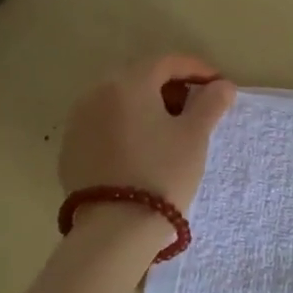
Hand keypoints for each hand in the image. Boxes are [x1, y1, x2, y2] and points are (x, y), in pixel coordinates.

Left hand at [60, 55, 236, 242]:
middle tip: (197, 107)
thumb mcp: (195, 136)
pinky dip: (127, 126)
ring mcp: (78, 121)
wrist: (115, 230)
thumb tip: (222, 85)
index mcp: (128, 83)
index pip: (167, 62)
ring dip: (148, 106)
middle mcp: (96, 93)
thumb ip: (210, 103)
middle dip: (171, 87)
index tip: (219, 86)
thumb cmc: (162, 173)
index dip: (198, 70)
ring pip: (120, 101)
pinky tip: (143, 149)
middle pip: (141, 78)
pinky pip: (104, 124)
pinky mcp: (70, 149)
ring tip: (172, 129)